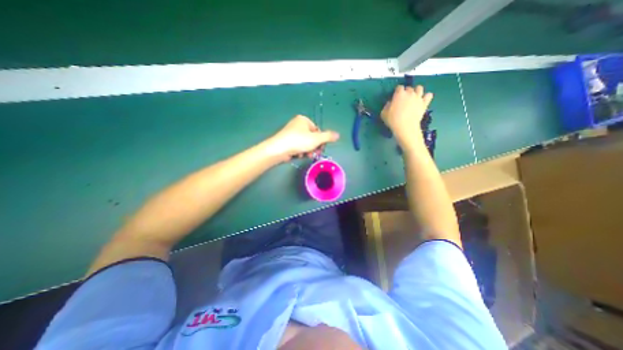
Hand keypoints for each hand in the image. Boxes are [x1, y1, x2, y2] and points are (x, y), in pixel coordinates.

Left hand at [265, 114, 338, 159]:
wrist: (279, 149)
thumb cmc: (299, 141)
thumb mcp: (316, 139)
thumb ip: (328, 137)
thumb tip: (338, 135)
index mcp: (303, 120)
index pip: (317, 130)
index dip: (320, 140)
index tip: (320, 148)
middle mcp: (297, 125)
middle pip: (311, 137)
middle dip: (314, 147)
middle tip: (314, 153)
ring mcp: (291, 133)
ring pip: (305, 143)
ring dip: (308, 151)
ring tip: (306, 155)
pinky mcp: (287, 142)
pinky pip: (298, 146)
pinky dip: (300, 152)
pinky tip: (299, 155)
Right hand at [380, 85, 433, 150]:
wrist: (405, 127)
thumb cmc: (393, 120)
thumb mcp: (384, 113)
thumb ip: (387, 106)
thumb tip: (390, 103)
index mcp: (399, 94)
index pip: (399, 87)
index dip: (397, 92)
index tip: (395, 97)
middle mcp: (410, 93)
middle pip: (409, 88)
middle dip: (406, 92)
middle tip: (403, 99)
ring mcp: (418, 97)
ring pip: (419, 88)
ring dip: (416, 91)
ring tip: (413, 97)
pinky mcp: (424, 103)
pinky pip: (429, 95)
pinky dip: (426, 97)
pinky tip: (422, 100)